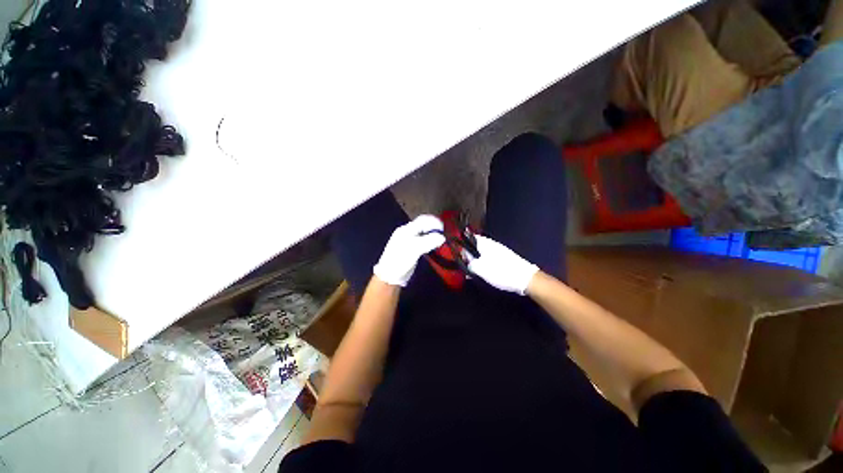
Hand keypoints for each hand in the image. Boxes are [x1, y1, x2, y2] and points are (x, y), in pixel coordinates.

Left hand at [373, 215, 445, 286]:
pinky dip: (430, 241)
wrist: (390, 275)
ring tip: (440, 241)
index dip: (434, 222)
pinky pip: (423, 240)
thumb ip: (428, 241)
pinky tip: (433, 246)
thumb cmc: (400, 260)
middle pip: (423, 225)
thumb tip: (442, 237)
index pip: (422, 220)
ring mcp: (409, 240)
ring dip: (432, 235)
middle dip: (434, 229)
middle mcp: (407, 232)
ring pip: (424, 233)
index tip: (443, 229)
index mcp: (406, 230)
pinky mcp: (411, 248)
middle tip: (443, 235)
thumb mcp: (415, 249)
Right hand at [465, 235, 537, 294]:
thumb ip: (470, 263)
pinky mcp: (503, 259)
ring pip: (482, 253)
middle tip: (465, 265)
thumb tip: (466, 260)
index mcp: (485, 243)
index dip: (462, 244)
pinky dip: (483, 265)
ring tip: (472, 272)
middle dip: (468, 254)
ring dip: (476, 261)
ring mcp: (498, 251)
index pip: (469, 237)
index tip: (458, 254)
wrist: (525, 279)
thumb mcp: (481, 269)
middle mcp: (491, 244)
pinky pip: (489, 259)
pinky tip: (483, 273)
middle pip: (475, 245)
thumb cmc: (501, 272)